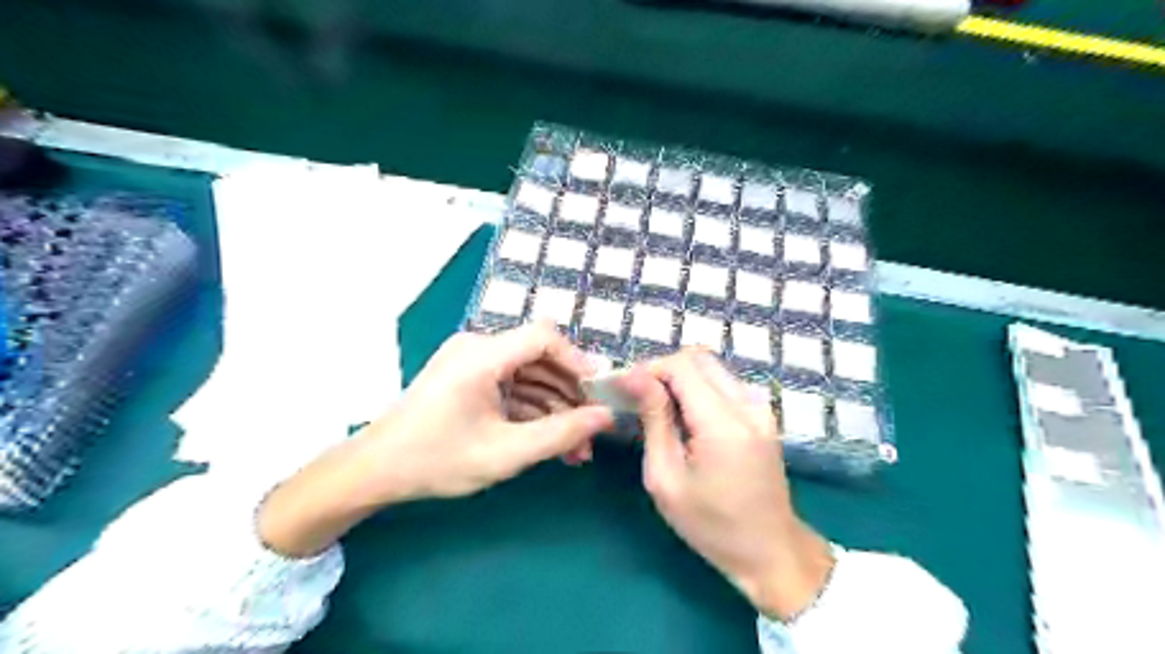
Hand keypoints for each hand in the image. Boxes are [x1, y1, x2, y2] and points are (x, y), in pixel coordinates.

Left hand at [258, 323, 611, 557]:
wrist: (374, 471)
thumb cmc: (436, 460)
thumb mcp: (505, 453)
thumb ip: (560, 434)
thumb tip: (605, 417)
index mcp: (482, 355)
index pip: (544, 336)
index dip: (577, 361)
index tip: (599, 394)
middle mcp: (478, 348)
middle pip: (540, 357)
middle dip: (569, 394)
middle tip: (590, 431)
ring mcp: (472, 362)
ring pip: (529, 375)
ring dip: (554, 408)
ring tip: (575, 448)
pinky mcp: (468, 378)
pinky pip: (511, 386)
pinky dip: (532, 411)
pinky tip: (550, 442)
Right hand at [619, 351, 836, 621]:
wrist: (771, 551)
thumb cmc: (711, 525)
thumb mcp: (666, 479)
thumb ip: (653, 421)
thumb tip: (634, 378)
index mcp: (723, 423)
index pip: (681, 366)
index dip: (648, 369)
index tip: (625, 389)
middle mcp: (747, 404)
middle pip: (699, 358)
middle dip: (663, 369)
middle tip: (639, 397)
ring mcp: (760, 407)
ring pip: (712, 367)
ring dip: (681, 378)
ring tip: (659, 408)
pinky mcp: (763, 414)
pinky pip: (725, 383)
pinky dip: (699, 388)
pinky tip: (686, 417)